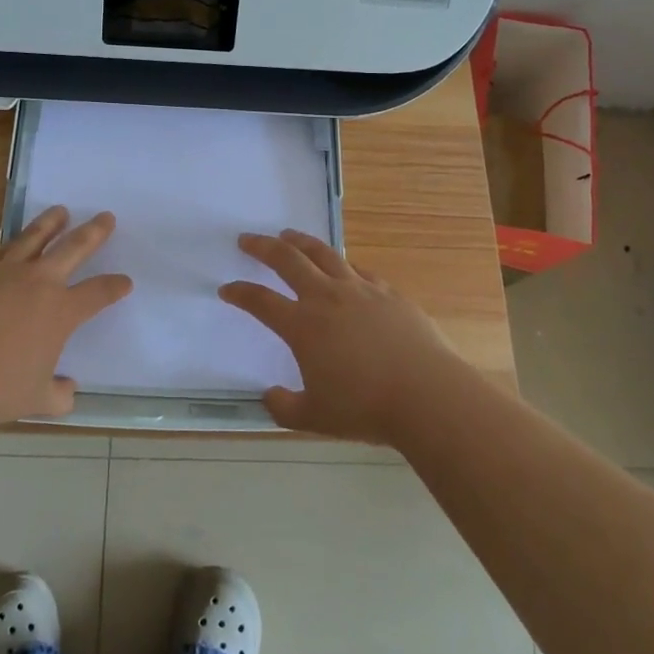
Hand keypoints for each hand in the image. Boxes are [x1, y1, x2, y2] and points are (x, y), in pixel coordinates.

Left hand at [0, 206, 132, 426]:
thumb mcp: (34, 400)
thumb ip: (57, 395)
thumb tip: (69, 392)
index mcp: (61, 312)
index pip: (98, 293)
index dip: (114, 286)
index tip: (125, 282)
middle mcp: (37, 283)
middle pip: (72, 248)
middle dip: (93, 232)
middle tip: (105, 216)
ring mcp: (3, 273)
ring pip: (33, 238)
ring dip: (50, 223)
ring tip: (60, 211)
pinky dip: (9, 246)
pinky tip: (10, 245)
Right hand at [219, 230, 462, 443]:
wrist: (427, 395)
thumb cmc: (365, 408)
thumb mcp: (315, 418)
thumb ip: (284, 408)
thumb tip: (269, 396)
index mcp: (303, 325)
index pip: (261, 301)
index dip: (240, 293)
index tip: (227, 289)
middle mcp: (327, 298)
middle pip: (288, 260)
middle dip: (263, 247)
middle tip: (247, 239)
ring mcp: (360, 290)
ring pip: (323, 254)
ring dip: (301, 241)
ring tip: (288, 235)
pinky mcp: (389, 293)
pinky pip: (359, 270)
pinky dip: (342, 264)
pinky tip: (342, 267)